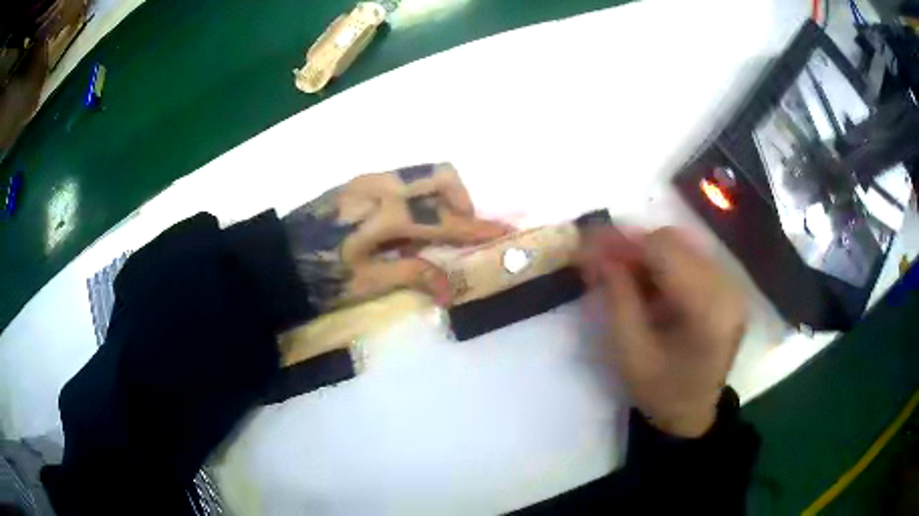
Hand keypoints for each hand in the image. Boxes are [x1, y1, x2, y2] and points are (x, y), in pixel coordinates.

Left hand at [283, 163, 510, 310]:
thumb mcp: (364, 284)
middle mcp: (381, 184)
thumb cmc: (316, 278)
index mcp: (383, 212)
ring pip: (422, 172)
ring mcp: (368, 177)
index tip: (505, 231)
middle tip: (461, 232)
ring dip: (441, 195)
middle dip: (462, 199)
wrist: (272, 259)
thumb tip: (451, 287)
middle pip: (440, 174)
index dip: (477, 227)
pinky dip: (420, 195)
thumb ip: (412, 274)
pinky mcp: (358, 180)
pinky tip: (409, 223)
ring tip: (436, 229)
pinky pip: (404, 178)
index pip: (443, 218)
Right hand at [578, 227, 746, 437]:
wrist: (693, 413)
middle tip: (600, 260)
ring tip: (618, 270)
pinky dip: (662, 262)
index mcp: (708, 310)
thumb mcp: (629, 352)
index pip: (664, 251)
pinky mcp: (727, 288)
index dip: (624, 241)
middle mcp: (728, 288)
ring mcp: (731, 286)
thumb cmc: (660, 392)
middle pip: (674, 241)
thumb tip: (597, 253)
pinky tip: (644, 279)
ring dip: (646, 252)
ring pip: (681, 245)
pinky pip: (690, 258)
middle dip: (633, 245)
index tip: (588, 243)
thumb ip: (616, 297)